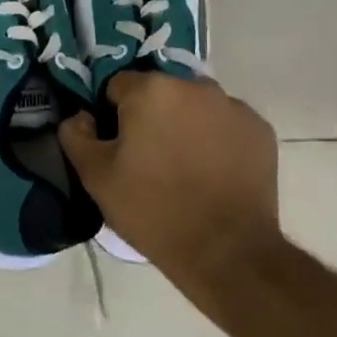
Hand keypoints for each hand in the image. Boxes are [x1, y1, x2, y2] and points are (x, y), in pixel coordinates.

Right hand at [58, 72, 277, 277]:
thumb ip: (76, 135)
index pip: (118, 86)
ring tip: (183, 167)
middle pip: (160, 93)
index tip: (116, 147)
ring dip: (185, 124)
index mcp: (151, 90)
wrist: (225, 250)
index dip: (112, 115)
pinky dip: (217, 139)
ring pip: (195, 106)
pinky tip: (213, 173)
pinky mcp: (260, 130)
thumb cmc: (153, 209)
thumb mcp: (96, 177)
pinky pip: (226, 124)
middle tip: (148, 158)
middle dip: (151, 116)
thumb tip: (79, 116)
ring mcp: (233, 106)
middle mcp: (195, 85)